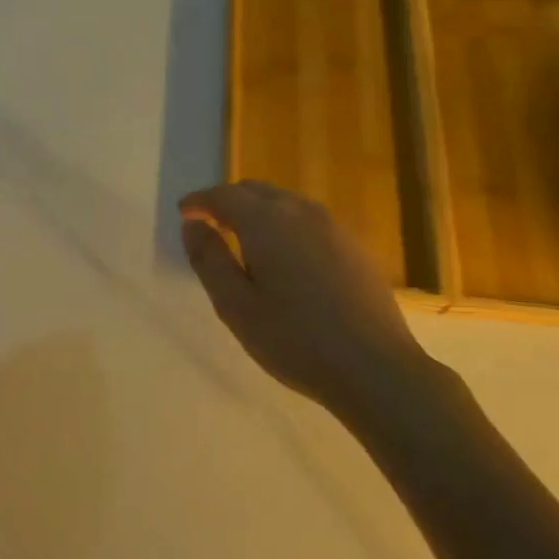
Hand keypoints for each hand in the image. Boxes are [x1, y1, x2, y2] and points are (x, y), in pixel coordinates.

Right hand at [181, 181, 435, 413]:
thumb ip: (209, 259)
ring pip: (285, 203)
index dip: (200, 201)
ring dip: (258, 211)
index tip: (184, 212)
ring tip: (244, 240)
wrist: (374, 367)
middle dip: (228, 202)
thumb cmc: (294, 339)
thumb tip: (192, 224)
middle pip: (256, 191)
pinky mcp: (353, 246)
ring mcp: (332, 227)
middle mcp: (300, 212)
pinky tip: (285, 258)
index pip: (224, 196)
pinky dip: (285, 226)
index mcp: (266, 222)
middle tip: (209, 224)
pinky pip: (308, 221)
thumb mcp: (235, 305)